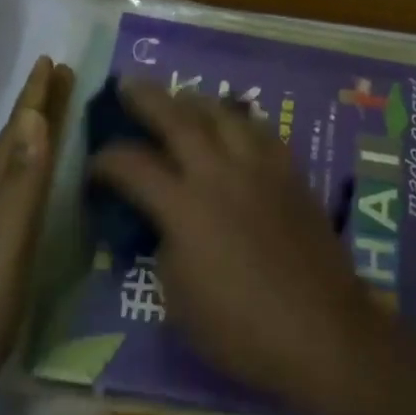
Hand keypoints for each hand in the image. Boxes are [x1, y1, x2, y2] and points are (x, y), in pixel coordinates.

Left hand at [0, 56, 74, 408]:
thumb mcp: (7, 236)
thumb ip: (23, 180)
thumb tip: (34, 117)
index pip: (18, 130)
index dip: (35, 96)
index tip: (52, 61)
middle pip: (17, 139)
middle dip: (38, 104)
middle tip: (61, 73)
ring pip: (17, 161)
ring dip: (37, 130)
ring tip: (56, 111)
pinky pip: (20, 187)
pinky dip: (35, 165)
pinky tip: (42, 178)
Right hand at [91, 81, 390, 414]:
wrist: (320, 329)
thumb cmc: (241, 329)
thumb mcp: (179, 300)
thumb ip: (167, 248)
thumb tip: (168, 223)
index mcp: (184, 207)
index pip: (133, 166)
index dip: (107, 160)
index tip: (95, 163)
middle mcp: (220, 173)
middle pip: (179, 119)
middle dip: (147, 99)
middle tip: (128, 85)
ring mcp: (260, 168)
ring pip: (224, 114)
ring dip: (196, 101)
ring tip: (182, 98)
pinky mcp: (291, 173)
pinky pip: (261, 131)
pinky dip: (239, 121)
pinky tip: (234, 125)